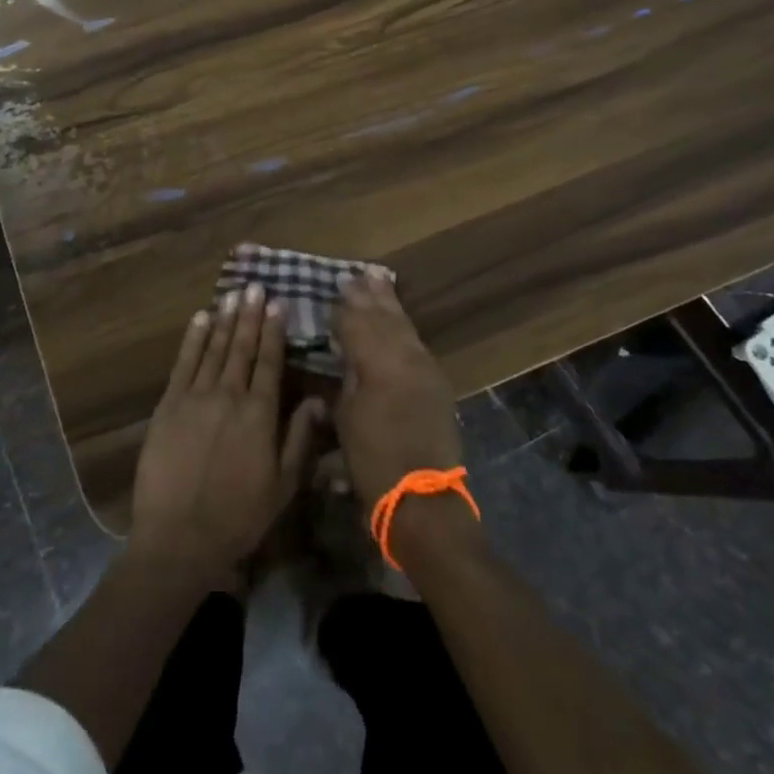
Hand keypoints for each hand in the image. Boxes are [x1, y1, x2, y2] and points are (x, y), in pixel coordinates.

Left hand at [131, 285, 324, 576]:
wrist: (179, 536)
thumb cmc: (238, 516)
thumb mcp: (283, 485)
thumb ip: (299, 438)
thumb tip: (319, 401)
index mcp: (259, 414)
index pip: (270, 362)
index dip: (274, 331)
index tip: (277, 303)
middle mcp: (229, 395)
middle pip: (242, 347)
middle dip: (250, 315)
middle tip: (255, 287)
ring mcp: (195, 396)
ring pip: (214, 348)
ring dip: (225, 320)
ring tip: (232, 294)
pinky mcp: (169, 404)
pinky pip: (183, 362)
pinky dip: (193, 338)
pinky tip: (200, 318)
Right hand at [332, 268, 463, 510]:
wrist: (423, 499)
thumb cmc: (373, 461)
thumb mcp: (346, 418)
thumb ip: (347, 378)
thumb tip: (346, 354)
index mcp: (377, 363)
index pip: (357, 323)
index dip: (345, 307)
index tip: (335, 288)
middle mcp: (405, 357)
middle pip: (384, 317)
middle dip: (369, 295)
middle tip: (357, 274)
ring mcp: (425, 368)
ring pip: (404, 326)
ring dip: (390, 304)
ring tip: (379, 280)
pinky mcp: (437, 383)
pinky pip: (416, 342)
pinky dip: (404, 326)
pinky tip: (399, 320)